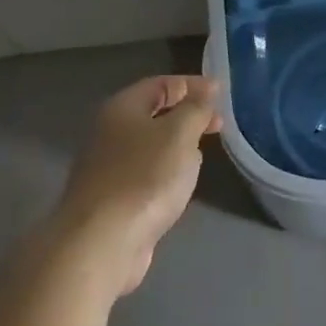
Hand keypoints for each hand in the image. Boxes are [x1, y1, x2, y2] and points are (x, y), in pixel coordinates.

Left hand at [54, 75, 222, 295]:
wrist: (102, 241)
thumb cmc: (144, 178)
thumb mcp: (179, 134)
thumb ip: (196, 109)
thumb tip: (206, 90)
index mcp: (122, 108)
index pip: (160, 84)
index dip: (192, 84)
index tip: (222, 93)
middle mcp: (110, 132)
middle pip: (153, 113)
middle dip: (188, 115)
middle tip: (218, 125)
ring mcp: (109, 166)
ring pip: (151, 144)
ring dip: (178, 144)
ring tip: (204, 151)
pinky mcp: (113, 197)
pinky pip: (146, 172)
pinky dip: (167, 170)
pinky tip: (181, 183)